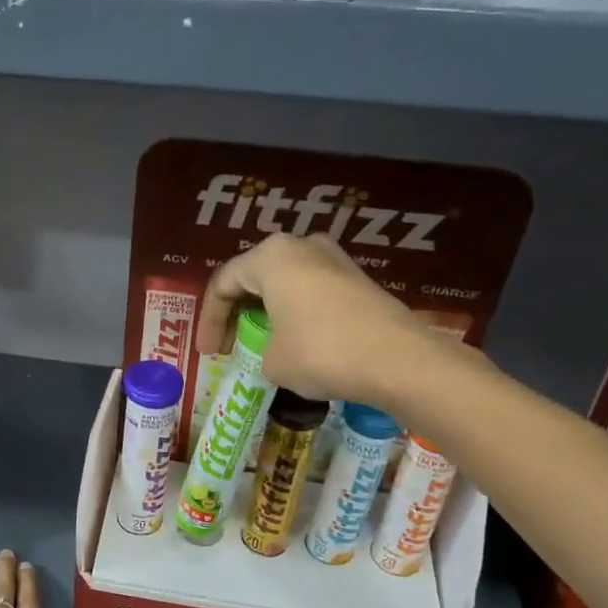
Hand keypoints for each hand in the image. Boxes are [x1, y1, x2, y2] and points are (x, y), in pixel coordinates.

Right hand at [200, 233, 424, 402]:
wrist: (398, 360)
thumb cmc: (321, 352)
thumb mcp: (272, 361)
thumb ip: (259, 349)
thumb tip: (275, 351)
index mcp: (270, 256)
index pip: (223, 283)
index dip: (209, 320)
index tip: (209, 353)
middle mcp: (301, 246)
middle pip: (254, 276)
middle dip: (238, 312)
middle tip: (230, 344)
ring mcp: (335, 259)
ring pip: (285, 283)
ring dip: (268, 311)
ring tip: (262, 342)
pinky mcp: (358, 279)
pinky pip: (312, 292)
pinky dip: (296, 313)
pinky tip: (297, 341)